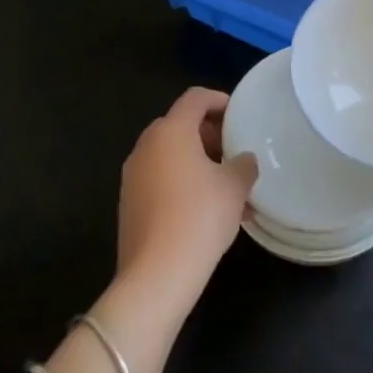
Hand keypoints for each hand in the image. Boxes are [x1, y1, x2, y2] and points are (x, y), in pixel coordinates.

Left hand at [115, 88, 256, 307]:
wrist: (157, 275)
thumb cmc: (200, 216)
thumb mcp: (235, 186)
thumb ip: (243, 164)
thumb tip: (242, 160)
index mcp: (171, 132)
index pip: (195, 98)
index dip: (220, 100)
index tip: (240, 115)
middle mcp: (146, 147)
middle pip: (180, 125)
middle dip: (210, 135)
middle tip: (234, 151)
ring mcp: (133, 177)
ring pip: (170, 156)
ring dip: (199, 162)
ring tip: (228, 187)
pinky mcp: (129, 204)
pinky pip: (161, 180)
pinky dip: (184, 183)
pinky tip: (209, 210)